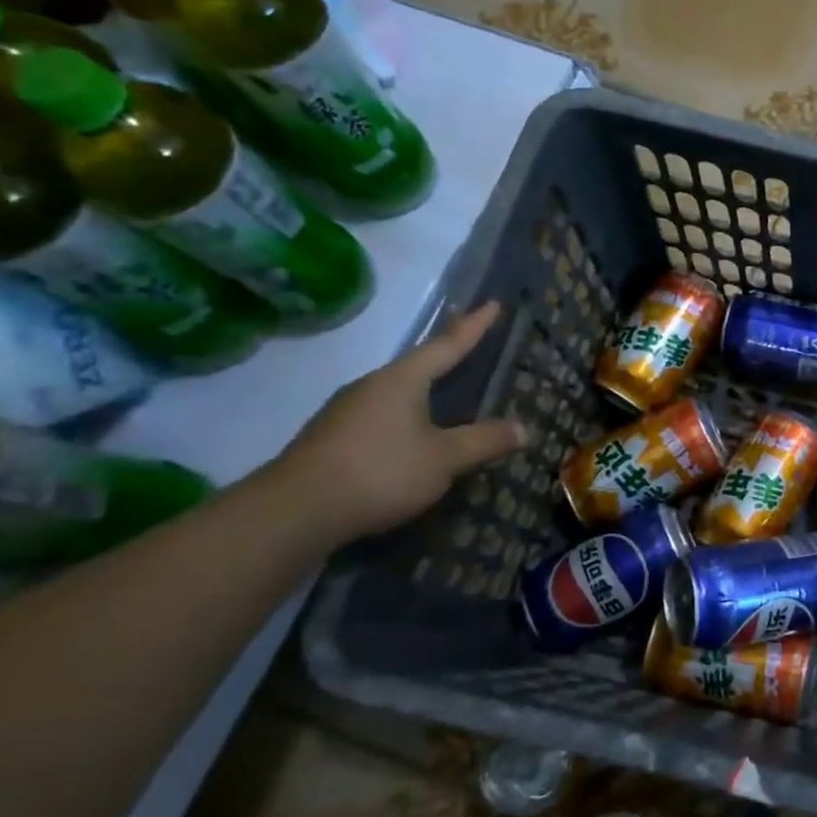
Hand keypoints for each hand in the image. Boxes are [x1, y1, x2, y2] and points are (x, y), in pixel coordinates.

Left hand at [269, 302, 525, 544]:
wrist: (294, 512)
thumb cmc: (380, 471)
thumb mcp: (444, 459)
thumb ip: (484, 441)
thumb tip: (523, 428)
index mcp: (402, 380)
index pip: (447, 345)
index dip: (473, 326)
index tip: (492, 303)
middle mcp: (371, 387)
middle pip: (418, 366)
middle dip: (446, 358)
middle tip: (471, 348)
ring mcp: (346, 413)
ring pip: (396, 394)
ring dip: (423, 392)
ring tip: (446, 397)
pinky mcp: (331, 440)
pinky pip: (380, 418)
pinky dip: (405, 420)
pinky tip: (411, 439)